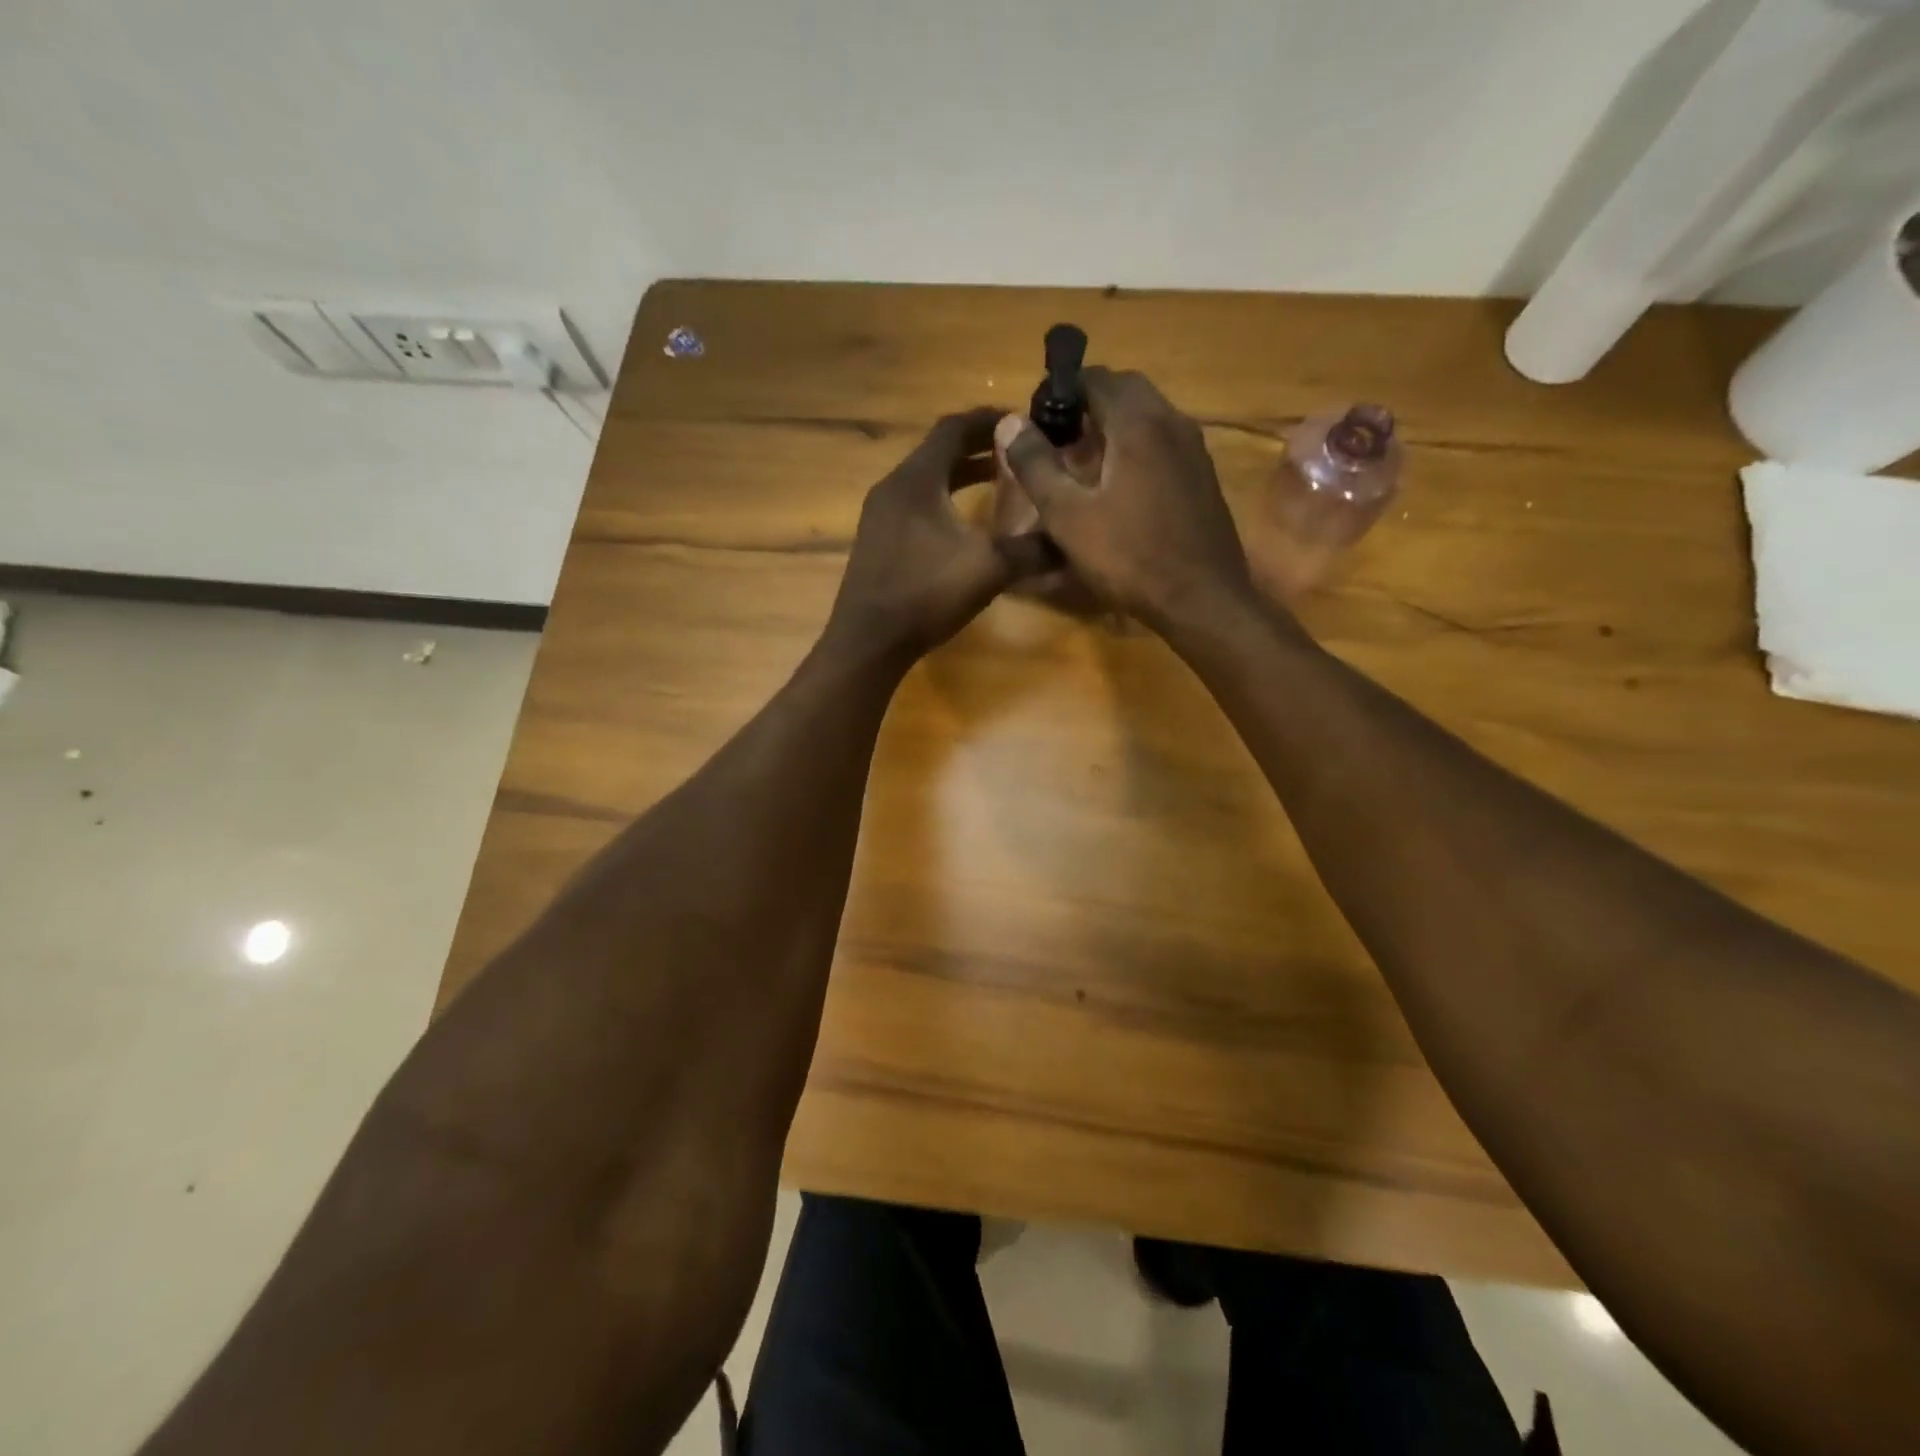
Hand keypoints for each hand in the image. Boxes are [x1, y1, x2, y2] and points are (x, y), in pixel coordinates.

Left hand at [825, 407, 1056, 664]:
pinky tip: (963, 525)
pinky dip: (943, 500)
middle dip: (978, 447)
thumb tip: (1071, 541)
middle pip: (938, 451)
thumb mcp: (989, 568)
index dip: (989, 420)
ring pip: (925, 479)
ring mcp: (880, 515)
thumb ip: (1032, 549)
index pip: (954, 428)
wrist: (869, 640)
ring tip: (996, 482)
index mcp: (917, 479)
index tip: (1022, 422)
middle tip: (1016, 452)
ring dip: (960, 474)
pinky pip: (915, 505)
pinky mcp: (876, 540)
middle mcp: (893, 487)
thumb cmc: (926, 594)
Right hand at [996, 369, 1257, 634]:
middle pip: (1125, 390)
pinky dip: (1137, 447)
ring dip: (1114, 425)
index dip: (1061, 392)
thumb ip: (1036, 466)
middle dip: (1088, 404)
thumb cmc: (1129, 557)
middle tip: (1059, 439)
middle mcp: (1172, 422)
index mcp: (1137, 423)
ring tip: (1084, 462)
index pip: (1096, 378)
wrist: (1201, 599)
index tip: (1037, 420)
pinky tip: (1120, 486)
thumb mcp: (1068, 516)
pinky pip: (1164, 442)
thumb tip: (1010, 422)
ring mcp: (1194, 449)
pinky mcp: (1203, 476)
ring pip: (1148, 415)